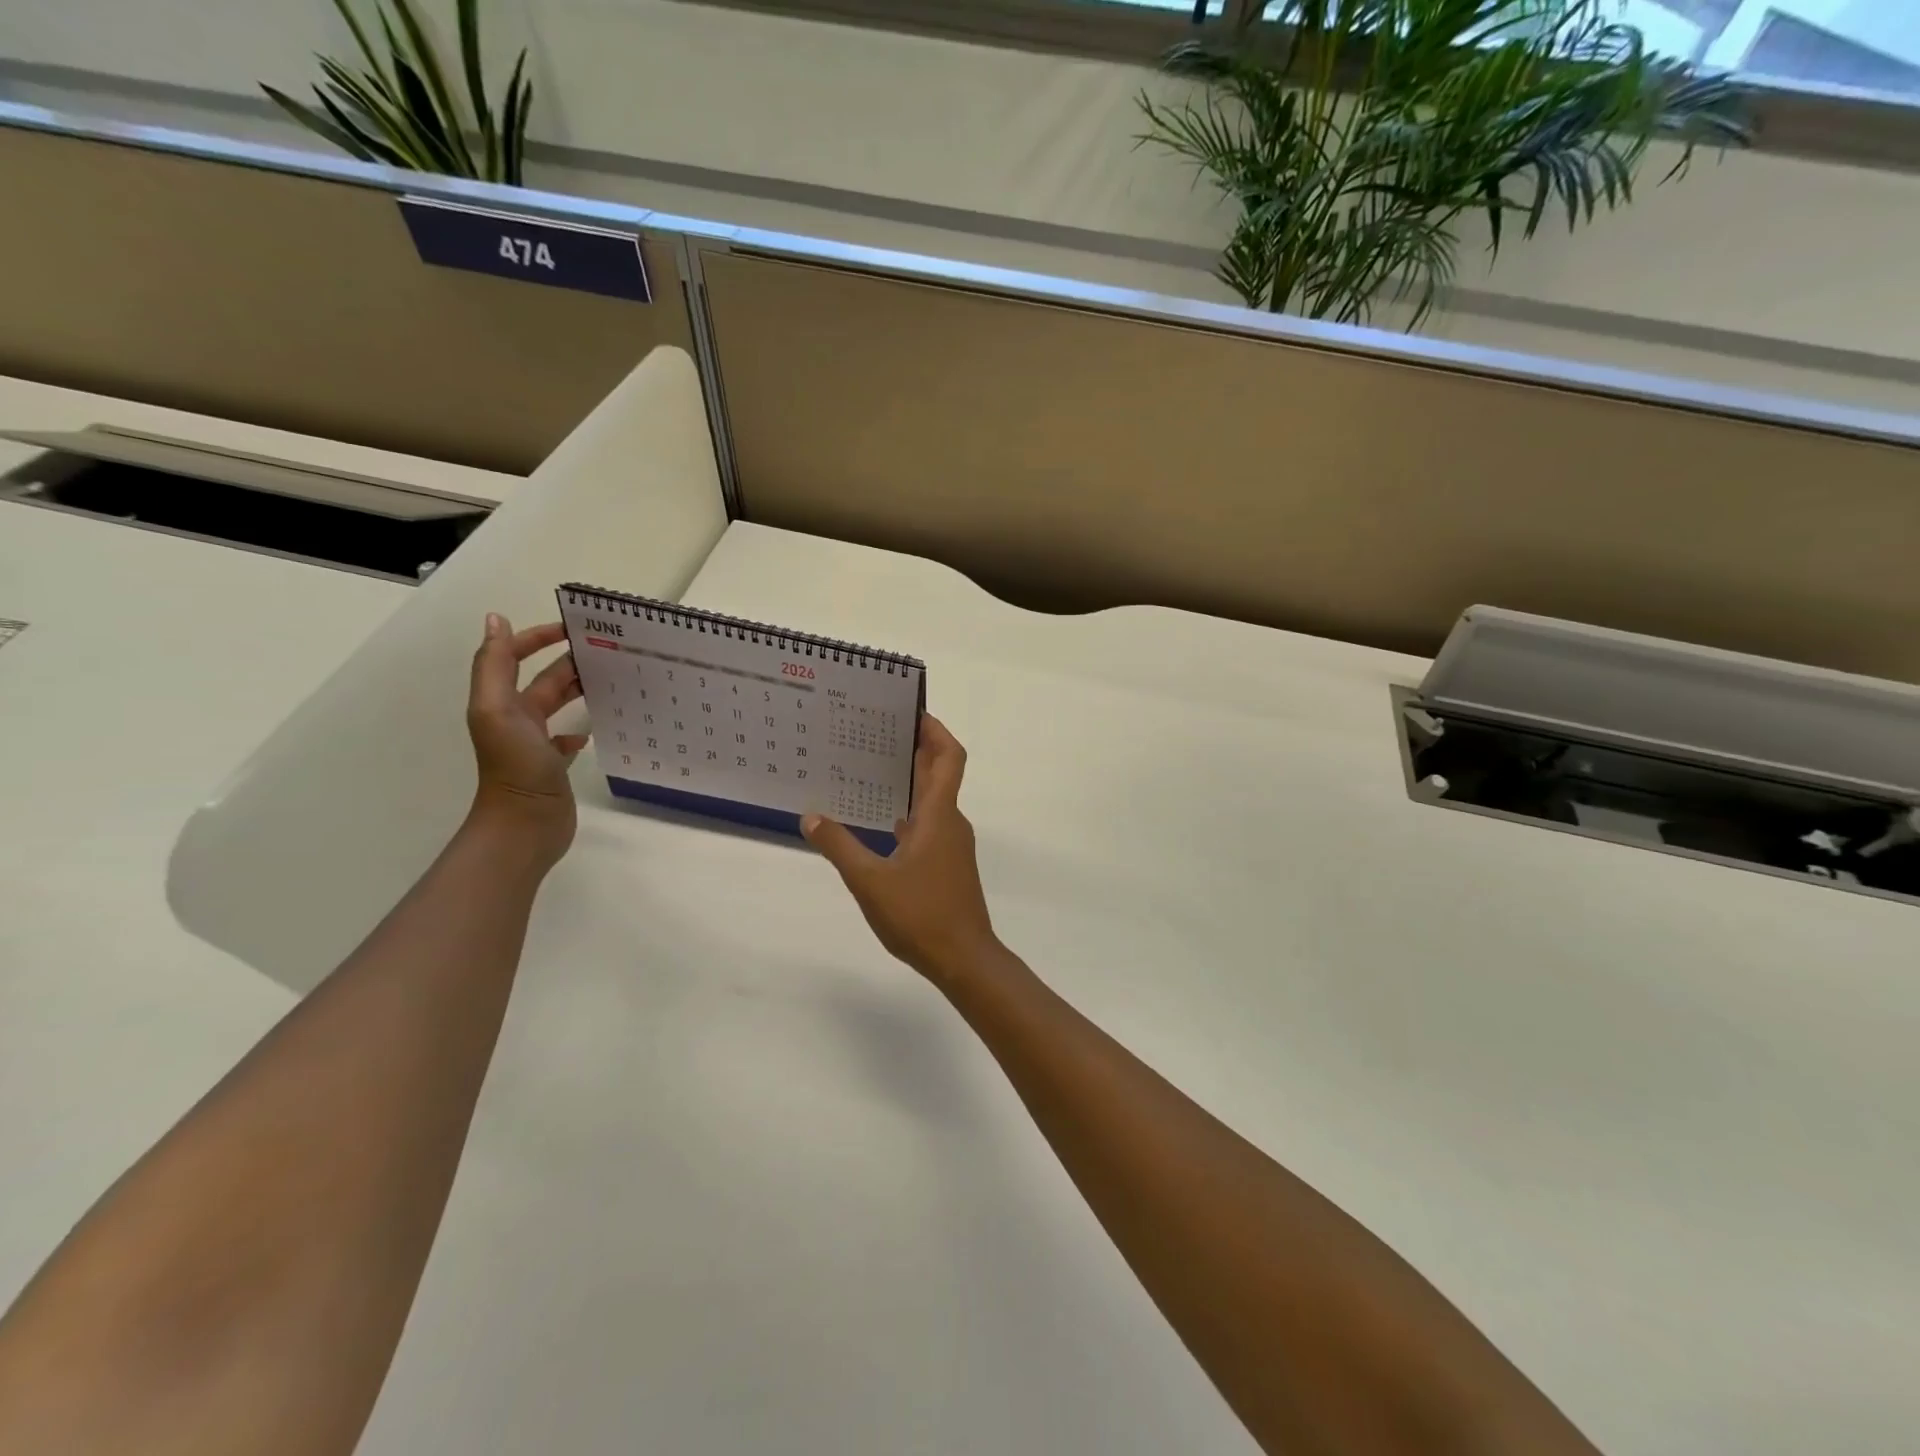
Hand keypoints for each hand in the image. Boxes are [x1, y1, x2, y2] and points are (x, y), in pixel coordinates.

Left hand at [466, 614, 587, 863]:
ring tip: (609, 680)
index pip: (514, 658)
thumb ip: (496, 665)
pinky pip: (566, 740)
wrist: (524, 825)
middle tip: (606, 651)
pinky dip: (578, 730)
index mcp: (500, 703)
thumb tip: (496, 619)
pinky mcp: (552, 767)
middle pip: (542, 680)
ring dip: (576, 690)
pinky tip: (592, 731)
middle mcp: (515, 720)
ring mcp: (534, 745)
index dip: (536, 638)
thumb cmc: (515, 766)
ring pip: (556, 706)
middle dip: (566, 661)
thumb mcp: (498, 710)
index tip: (572, 627)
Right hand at [802, 716, 1001, 987]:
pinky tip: (882, 823)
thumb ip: (839, 846)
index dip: (935, 730)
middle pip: (939, 773)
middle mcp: (950, 822)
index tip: (912, 711)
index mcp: (938, 815)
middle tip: (878, 732)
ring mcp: (952, 845)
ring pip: (933, 800)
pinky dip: (909, 812)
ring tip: (872, 770)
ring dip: (911, 780)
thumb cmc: (921, 915)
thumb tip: (810, 816)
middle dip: (915, 748)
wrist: (964, 958)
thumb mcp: (870, 881)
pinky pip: (929, 824)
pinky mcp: (948, 865)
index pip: (948, 757)